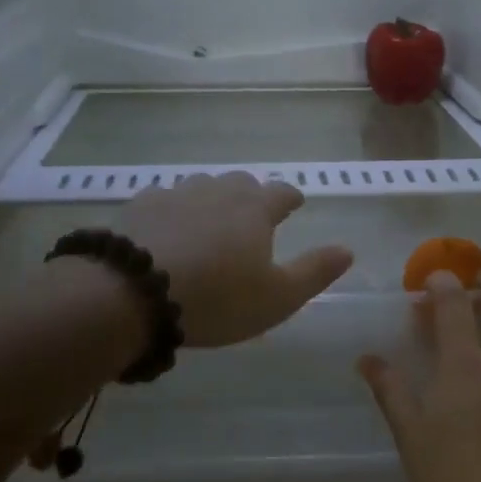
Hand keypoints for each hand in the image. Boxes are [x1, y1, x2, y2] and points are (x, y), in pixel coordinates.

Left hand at [120, 172, 353, 348]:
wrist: (133, 292)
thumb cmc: (217, 298)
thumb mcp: (277, 297)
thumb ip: (315, 271)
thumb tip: (348, 249)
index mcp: (256, 209)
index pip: (282, 192)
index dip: (290, 198)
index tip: (294, 204)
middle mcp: (218, 190)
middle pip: (241, 183)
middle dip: (251, 195)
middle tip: (252, 216)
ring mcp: (177, 193)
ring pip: (202, 186)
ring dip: (211, 199)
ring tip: (210, 222)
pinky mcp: (141, 204)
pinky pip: (164, 198)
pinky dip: (173, 210)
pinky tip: (166, 228)